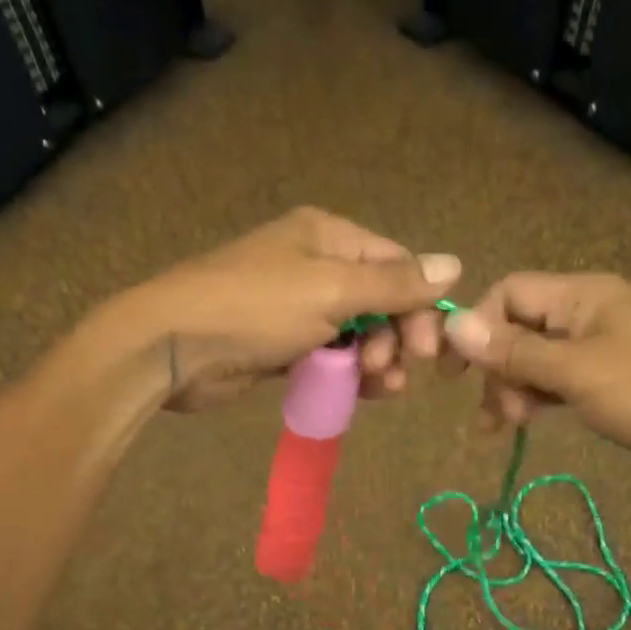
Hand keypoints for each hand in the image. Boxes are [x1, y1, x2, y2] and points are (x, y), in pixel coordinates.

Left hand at [124, 207, 460, 410]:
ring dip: (376, 360)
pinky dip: (348, 373)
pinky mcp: (283, 345)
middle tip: (393, 371)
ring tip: (378, 386)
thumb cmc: (255, 307)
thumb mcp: (331, 290)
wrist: (174, 347)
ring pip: (358, 334)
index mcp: (328, 237)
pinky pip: (331, 357)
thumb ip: (394, 283)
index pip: (397, 264)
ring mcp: (298, 308)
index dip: (420, 306)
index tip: (428, 350)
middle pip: (381, 301)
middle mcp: (316, 266)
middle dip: (396, 338)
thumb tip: (456, 264)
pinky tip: (361, 392)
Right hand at [441, 273, 630, 487]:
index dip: (476, 327)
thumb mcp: (575, 372)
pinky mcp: (614, 378)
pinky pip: (562, 379)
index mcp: (583, 294)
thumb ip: (513, 350)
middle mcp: (590, 311)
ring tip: (509, 427)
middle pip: (520, 327)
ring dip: (516, 388)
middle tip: (493, 415)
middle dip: (498, 368)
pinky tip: (530, 422)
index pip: (509, 293)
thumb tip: (452, 325)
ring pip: (539, 358)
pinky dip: (542, 397)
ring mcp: (604, 345)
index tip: (454, 373)